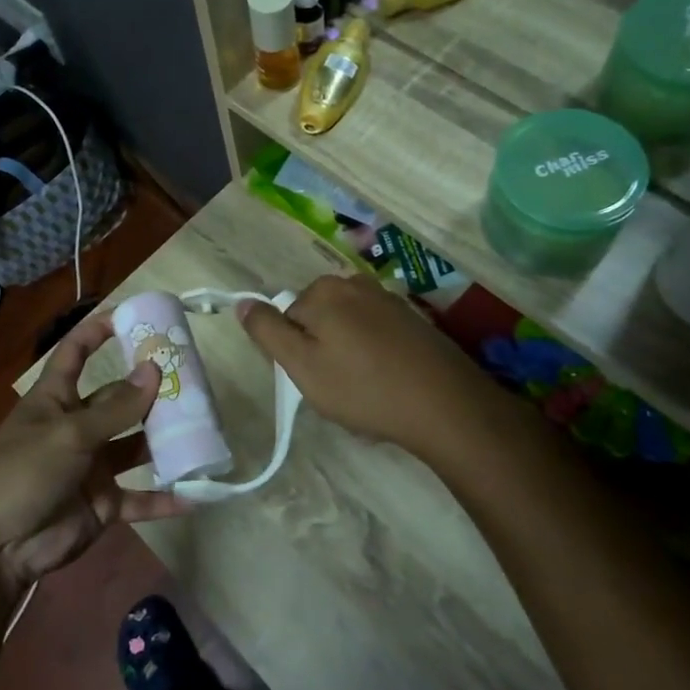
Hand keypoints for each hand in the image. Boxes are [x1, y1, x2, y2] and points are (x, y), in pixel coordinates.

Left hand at [0, 315, 185, 604]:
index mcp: (55, 399)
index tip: (132, 317)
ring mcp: (91, 466)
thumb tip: (154, 370)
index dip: (98, 331)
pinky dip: (163, 498)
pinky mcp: (102, 504)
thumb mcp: (69, 434)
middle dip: (149, 390)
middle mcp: (76, 427)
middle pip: (117, 399)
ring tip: (203, 426)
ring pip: (135, 446)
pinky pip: (139, 498)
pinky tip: (196, 494)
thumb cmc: (22, 472)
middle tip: (192, 379)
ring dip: (164, 440)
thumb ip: (114, 408)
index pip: (75, 353)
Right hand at [235, 273, 508, 466]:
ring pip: (347, 327)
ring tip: (365, 390)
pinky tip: (387, 383)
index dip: (294, 353)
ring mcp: (387, 299)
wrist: (447, 406)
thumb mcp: (302, 366)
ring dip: (347, 354)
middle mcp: (354, 283)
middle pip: (317, 319)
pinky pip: (375, 334)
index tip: (313, 380)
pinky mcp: (413, 319)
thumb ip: (267, 331)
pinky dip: (374, 355)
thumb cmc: (364, 388)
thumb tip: (243, 303)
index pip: (286, 319)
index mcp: (323, 291)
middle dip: (321, 350)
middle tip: (338, 388)